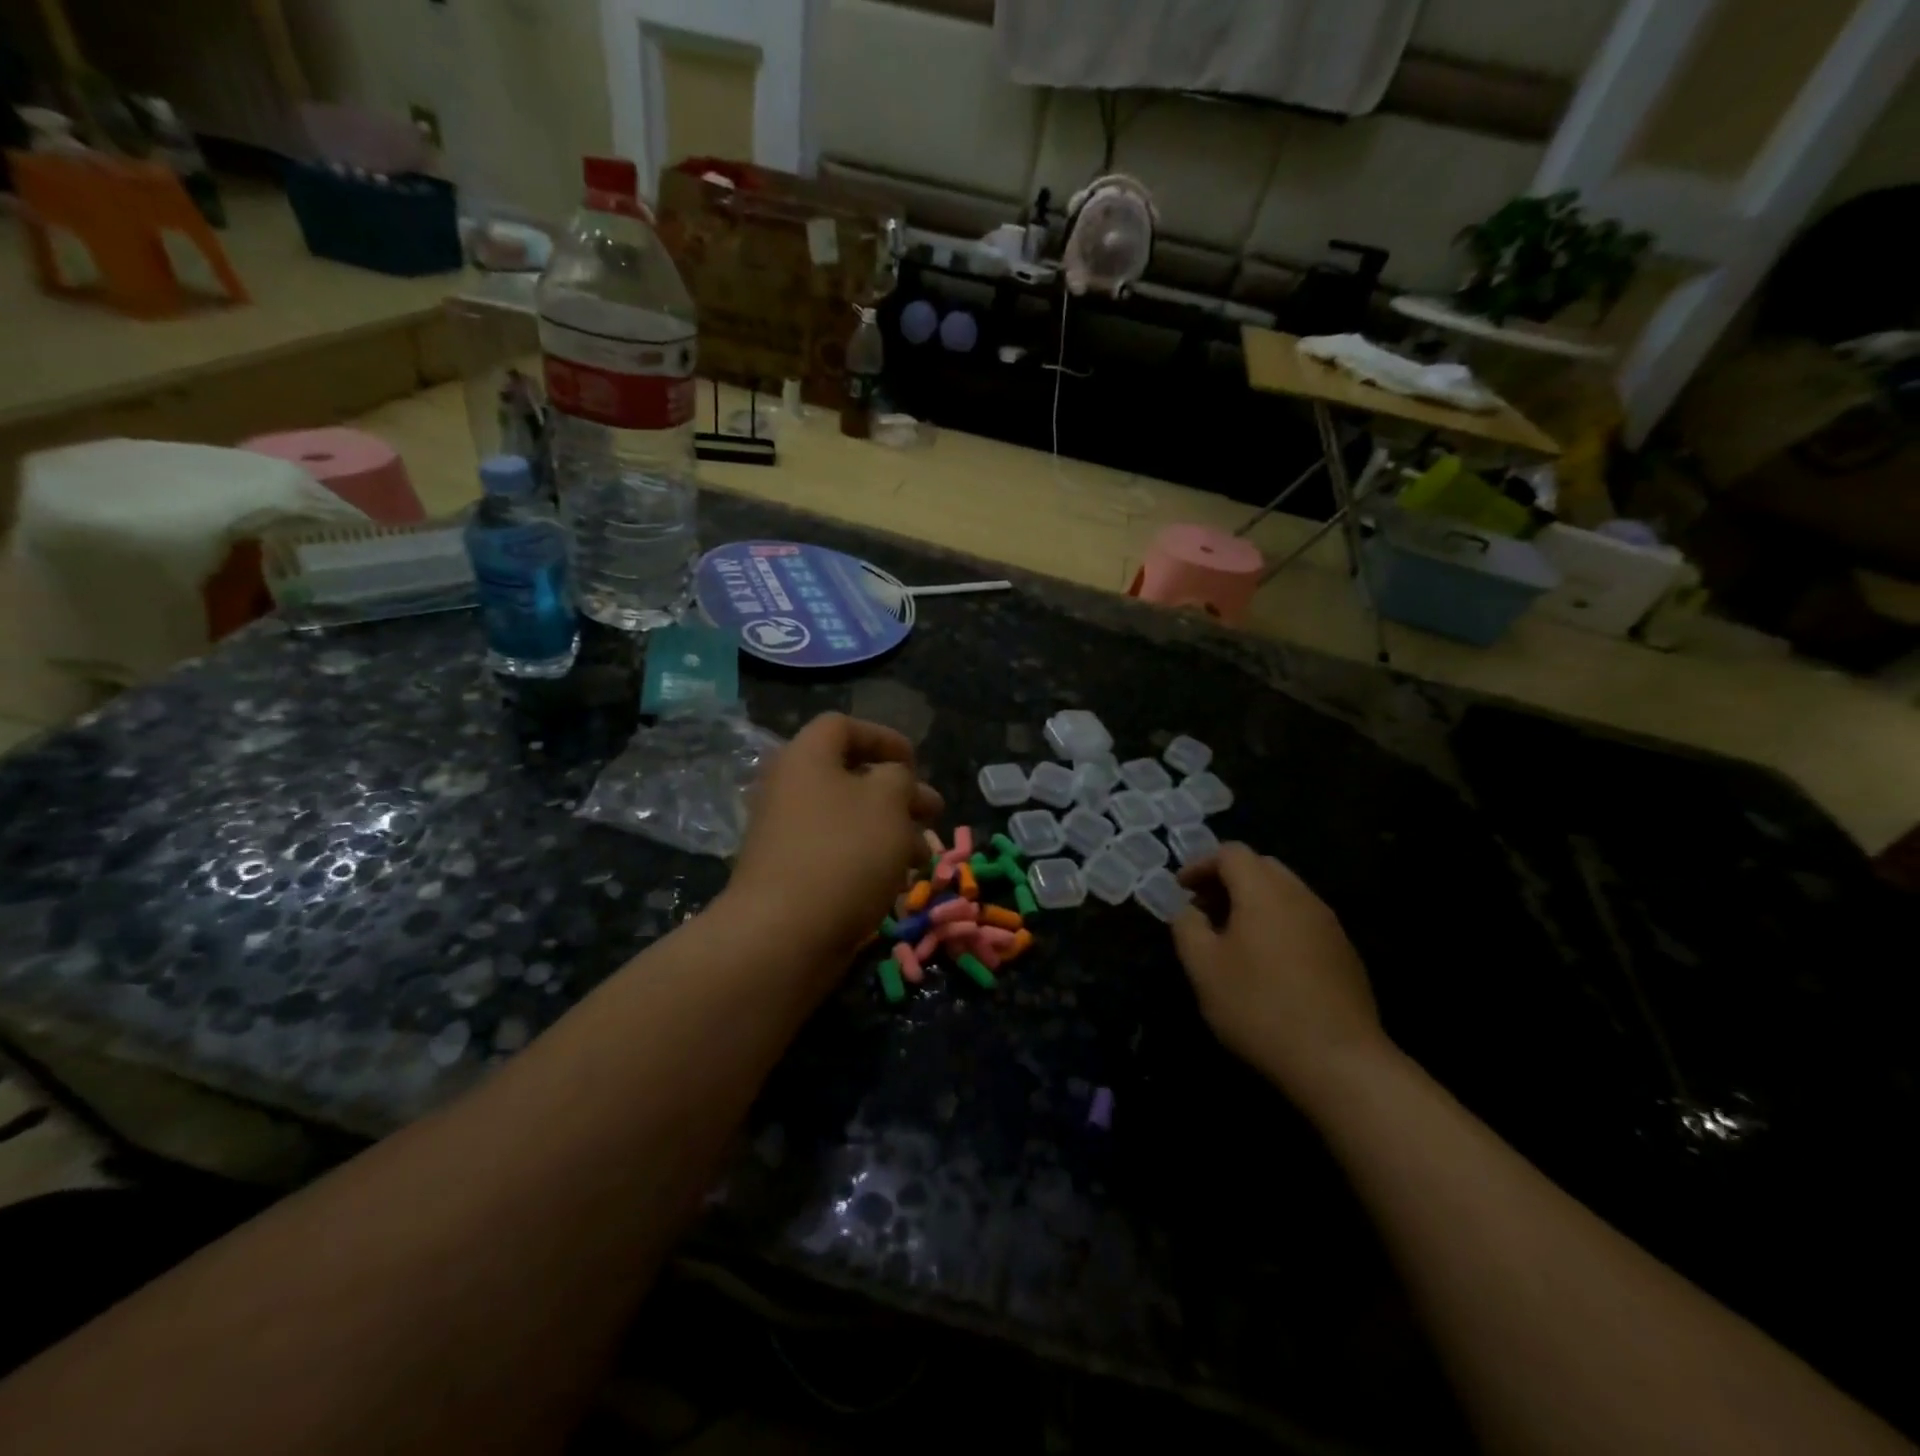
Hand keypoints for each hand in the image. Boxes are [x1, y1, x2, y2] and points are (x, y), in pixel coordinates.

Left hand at [724, 713, 941, 964]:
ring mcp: (787, 835)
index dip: (884, 738)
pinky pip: (837, 854)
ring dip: (892, 831)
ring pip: (849, 820)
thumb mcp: (888, 800)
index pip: (843, 726)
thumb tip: (891, 778)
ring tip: (925, 858)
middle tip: (934, 812)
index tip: (915, 764)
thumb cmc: (843, 852)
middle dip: (899, 794)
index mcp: (806, 758)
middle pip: (851, 777)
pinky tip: (898, 884)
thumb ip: (899, 777)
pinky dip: (869, 860)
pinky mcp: (791, 875)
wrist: (783, 934)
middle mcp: (790, 789)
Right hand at [1171, 844, 1390, 1101]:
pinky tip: (1267, 962)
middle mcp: (1300, 896)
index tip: (1181, 889)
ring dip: (1253, 901)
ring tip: (1232, 937)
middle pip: (1261, 866)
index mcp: (1264, 891)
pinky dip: (1277, 922)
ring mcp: (1328, 923)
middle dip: (1227, 879)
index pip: (1231, 853)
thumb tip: (1189, 910)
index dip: (1201, 864)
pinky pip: (1303, 918)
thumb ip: (1187, 927)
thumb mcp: (1203, 968)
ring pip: (1284, 892)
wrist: (1339, 1061)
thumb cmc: (1259, 1007)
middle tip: (1204, 909)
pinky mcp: (1344, 952)